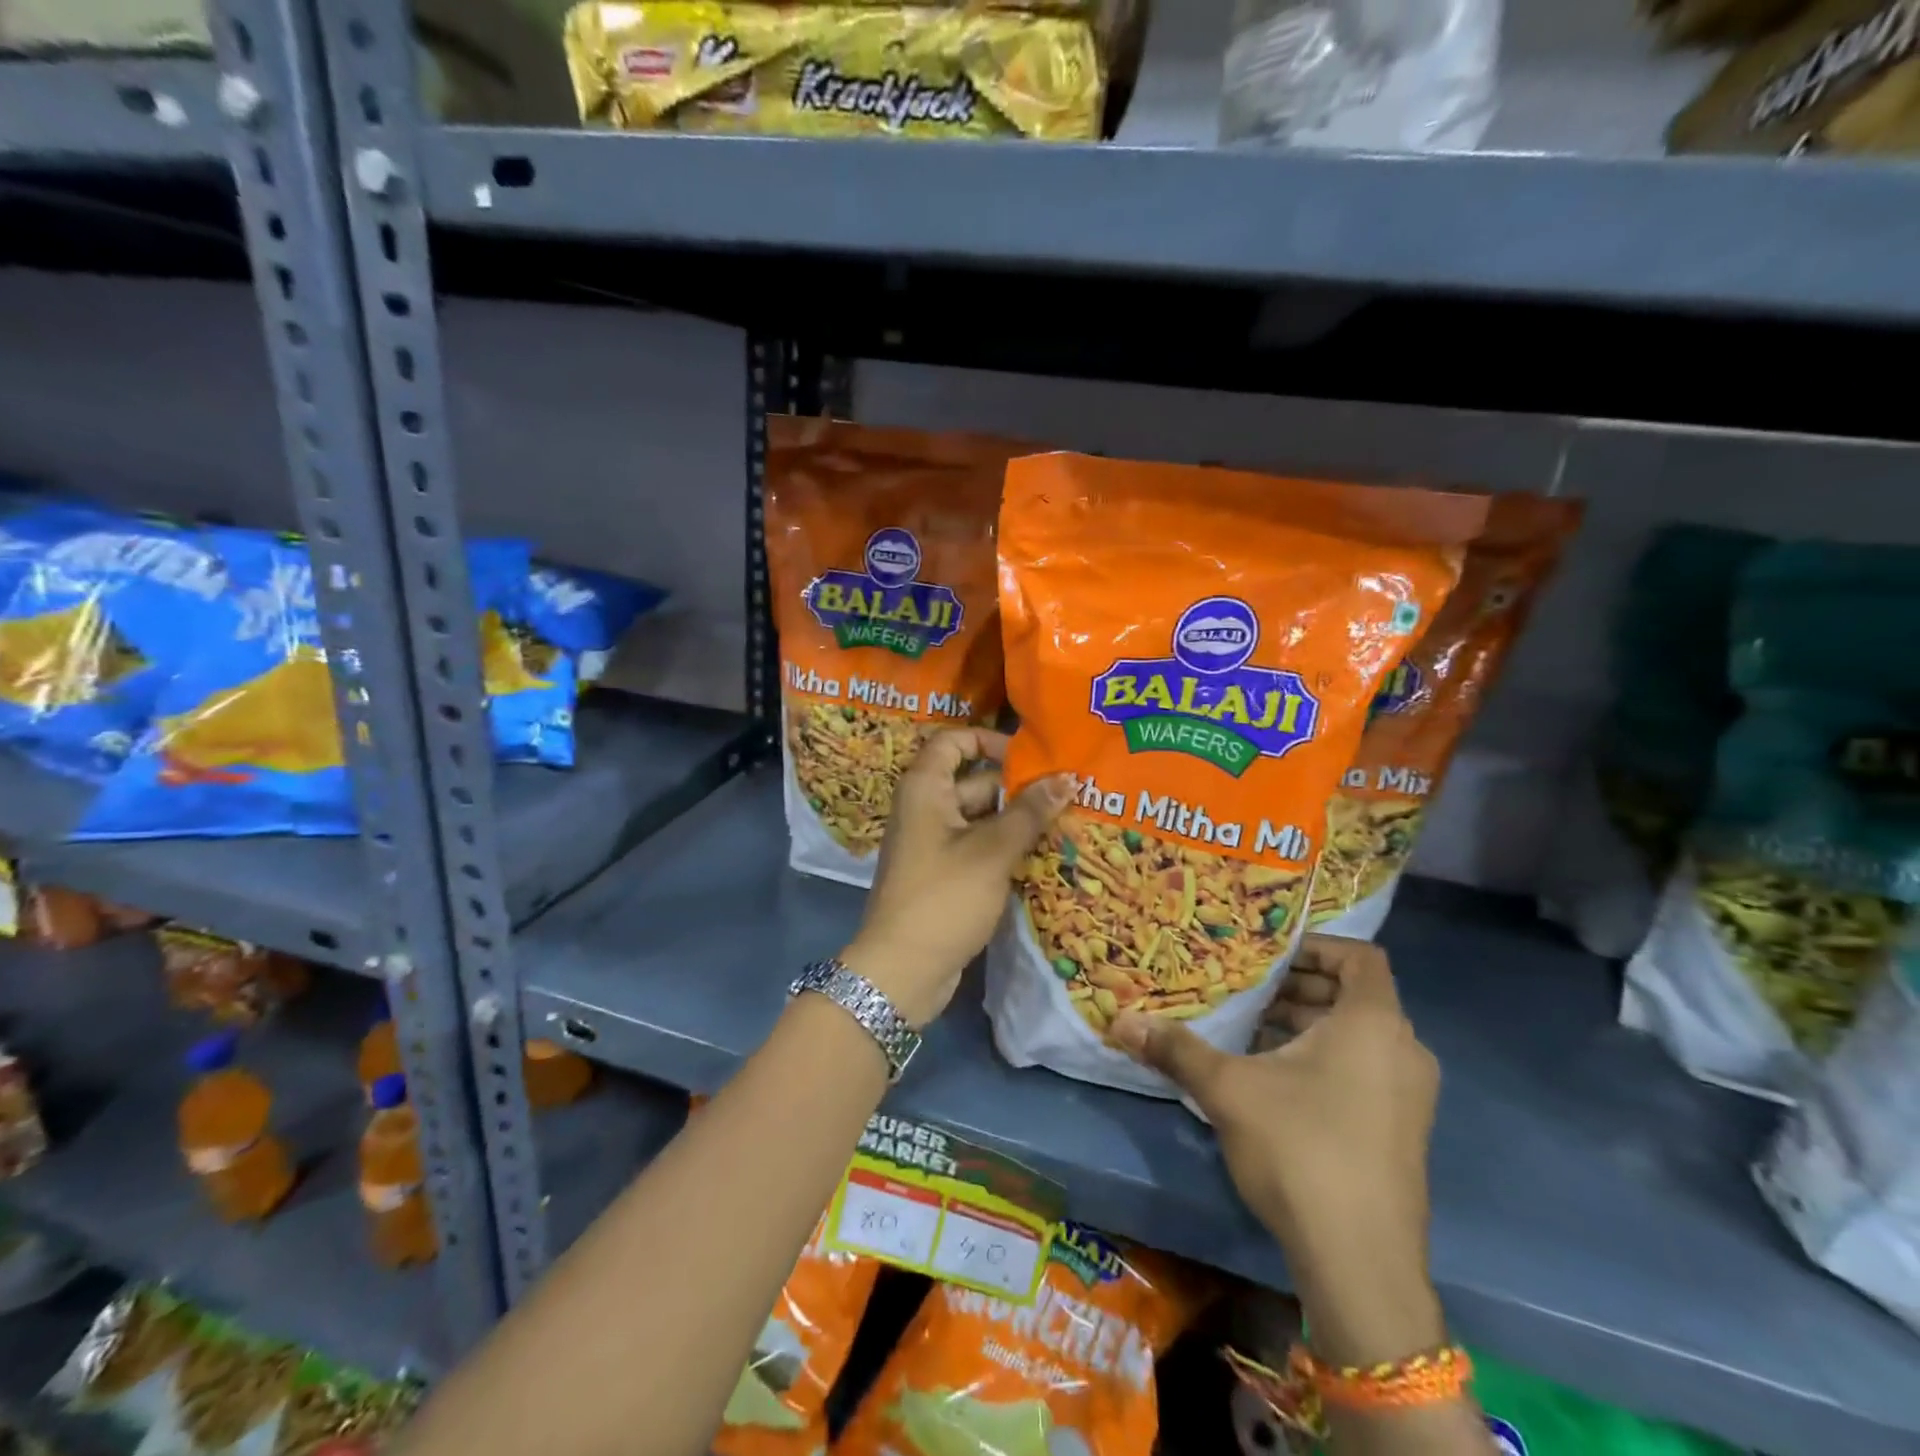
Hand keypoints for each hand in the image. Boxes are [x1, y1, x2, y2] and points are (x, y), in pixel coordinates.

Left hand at [840, 729, 1072, 1027]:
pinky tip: (1044, 856)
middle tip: (1069, 794)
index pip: (953, 741)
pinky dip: (1005, 848)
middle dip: (1018, 788)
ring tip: (1068, 823)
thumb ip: (1030, 812)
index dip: (990, 739)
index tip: (1030, 756)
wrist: (902, 970)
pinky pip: (977, 847)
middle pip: (974, 781)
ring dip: (1017, 821)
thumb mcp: (992, 851)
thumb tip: (1068, 777)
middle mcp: (925, 808)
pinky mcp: (943, 874)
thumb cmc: (944, 897)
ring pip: (981, 818)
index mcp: (925, 788)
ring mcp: (933, 843)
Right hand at [1109, 936, 1441, 1360]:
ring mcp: (1411, 1096)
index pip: (1359, 957)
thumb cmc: (1301, 1150)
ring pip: (1358, 1036)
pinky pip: (1366, 1070)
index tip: (1267, 956)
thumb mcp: (1228, 1089)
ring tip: (1252, 1031)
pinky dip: (1325, 1059)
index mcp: (1374, 1024)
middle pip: (1354, 995)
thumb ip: (1176, 1048)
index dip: (1315, 946)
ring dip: (1308, 1025)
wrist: (1361, 1266)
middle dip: (1298, 988)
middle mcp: (1404, 1051)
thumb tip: (1120, 1021)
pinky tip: (1275, 1080)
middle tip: (1247, 990)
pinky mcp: (1404, 1132)